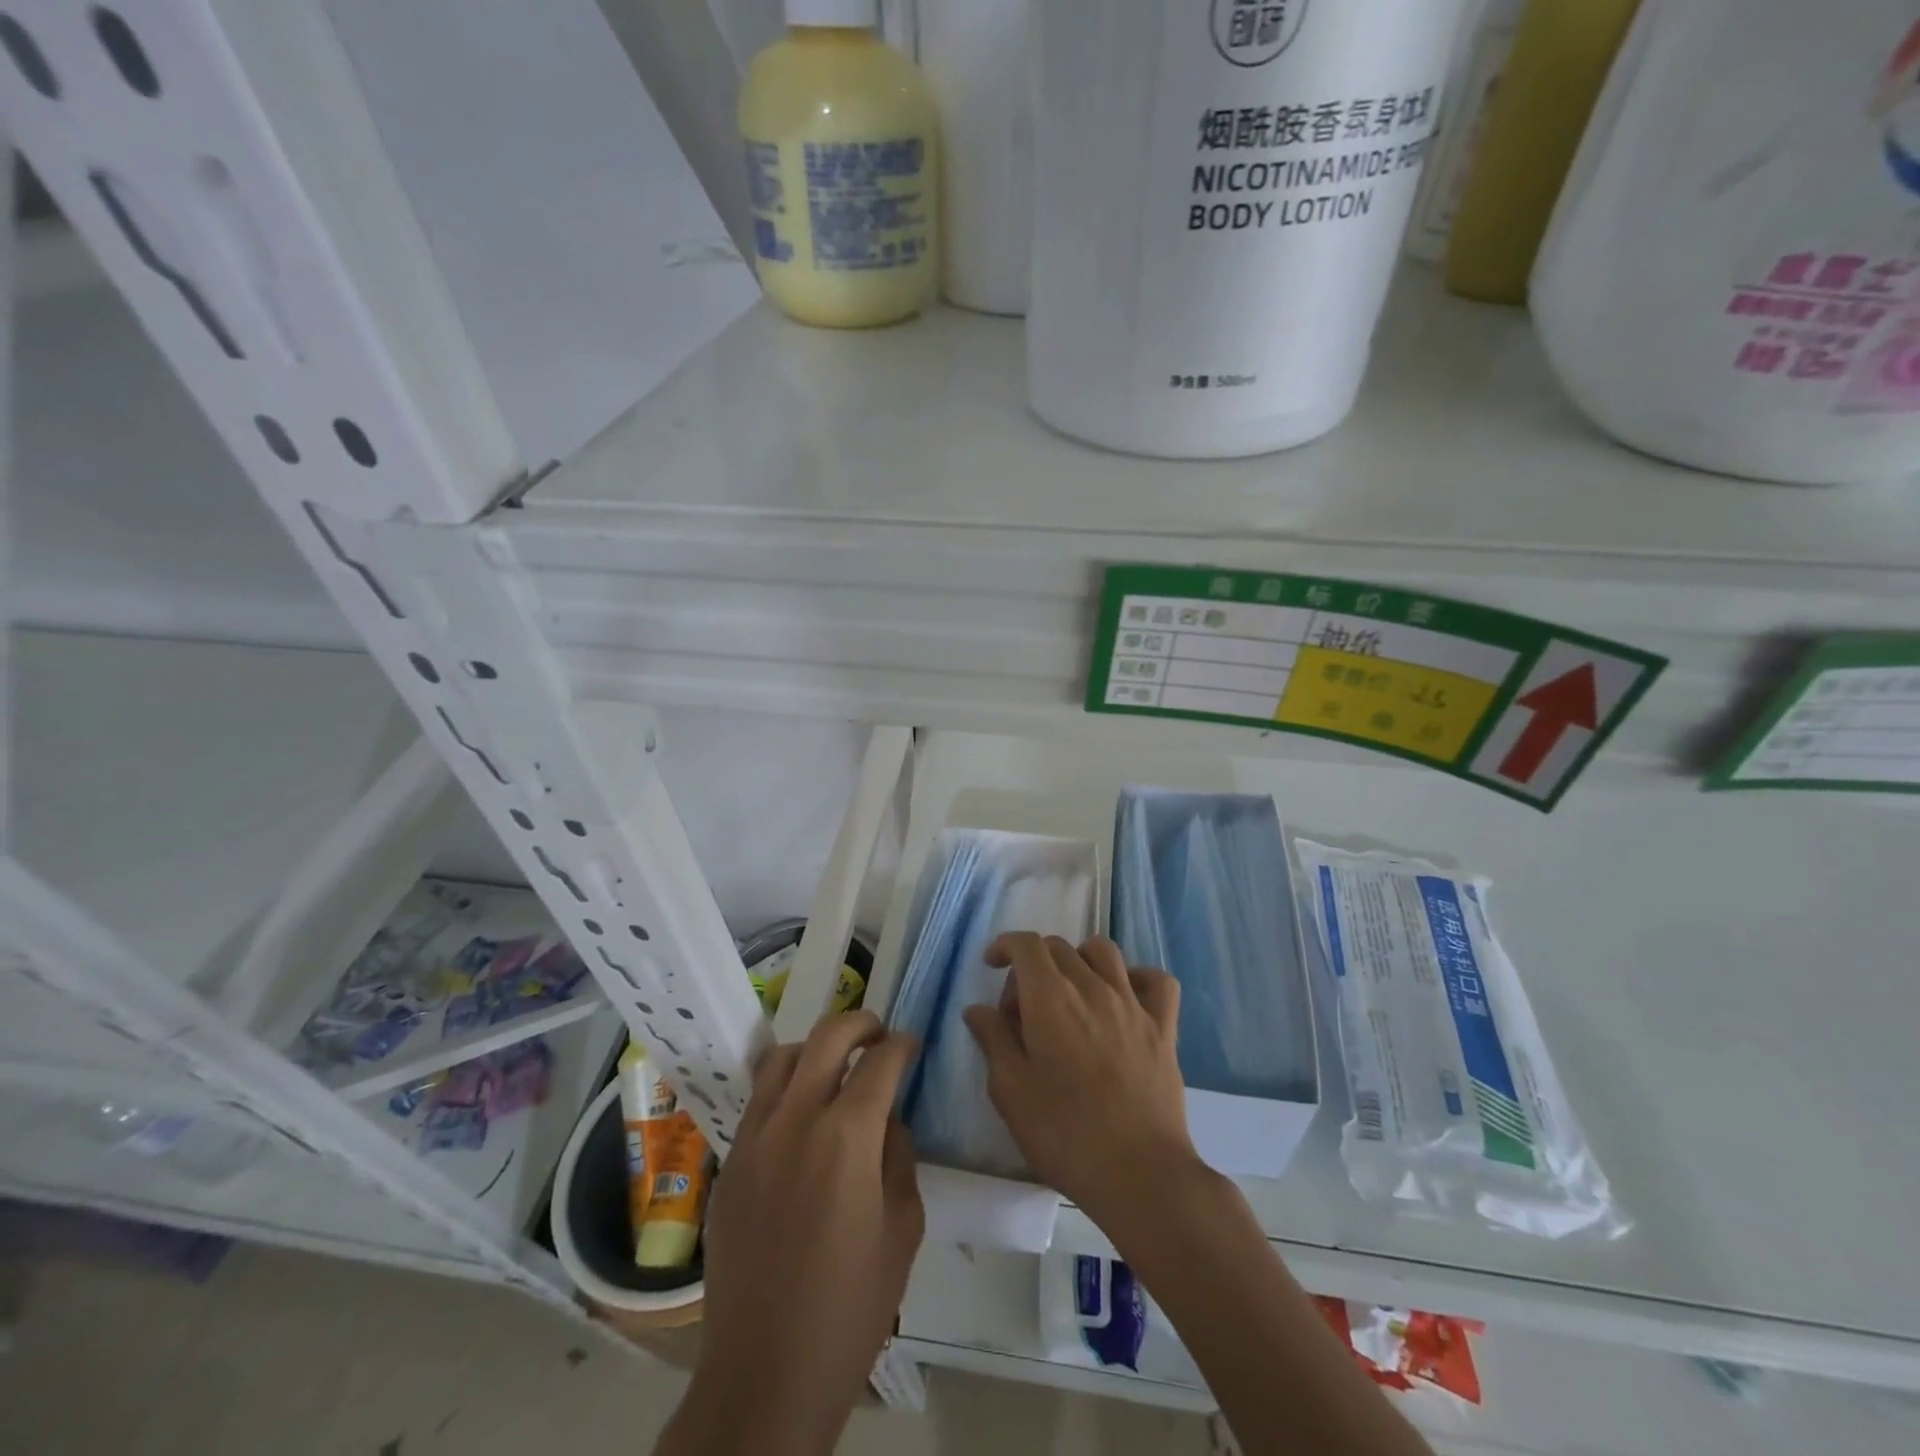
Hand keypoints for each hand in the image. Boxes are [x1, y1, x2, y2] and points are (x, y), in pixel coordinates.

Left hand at [664, 1012, 922, 1455]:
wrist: (765, 1373)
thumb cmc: (850, 1307)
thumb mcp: (903, 1228)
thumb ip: (899, 1156)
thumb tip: (886, 1119)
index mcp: (847, 1135)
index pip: (880, 1061)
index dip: (902, 1045)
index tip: (911, 1045)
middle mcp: (795, 1119)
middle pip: (827, 1036)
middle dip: (860, 1023)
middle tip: (878, 1035)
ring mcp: (754, 1137)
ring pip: (783, 1058)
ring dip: (815, 1049)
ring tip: (835, 1067)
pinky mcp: (729, 1162)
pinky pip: (758, 1101)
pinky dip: (784, 1088)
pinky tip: (801, 1119)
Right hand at [963, 934, 1201, 1229]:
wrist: (1139, 1173)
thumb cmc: (1064, 1134)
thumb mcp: (1010, 1092)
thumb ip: (993, 1040)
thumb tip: (979, 1009)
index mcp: (1050, 998)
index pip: (1026, 945)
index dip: (1005, 945)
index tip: (992, 965)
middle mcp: (1092, 987)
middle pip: (1059, 947)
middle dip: (1033, 965)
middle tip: (1023, 1010)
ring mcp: (1132, 1004)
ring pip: (1104, 952)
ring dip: (1079, 960)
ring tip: (1070, 993)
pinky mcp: (1164, 1027)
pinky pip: (1157, 982)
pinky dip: (1138, 978)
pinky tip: (1125, 998)